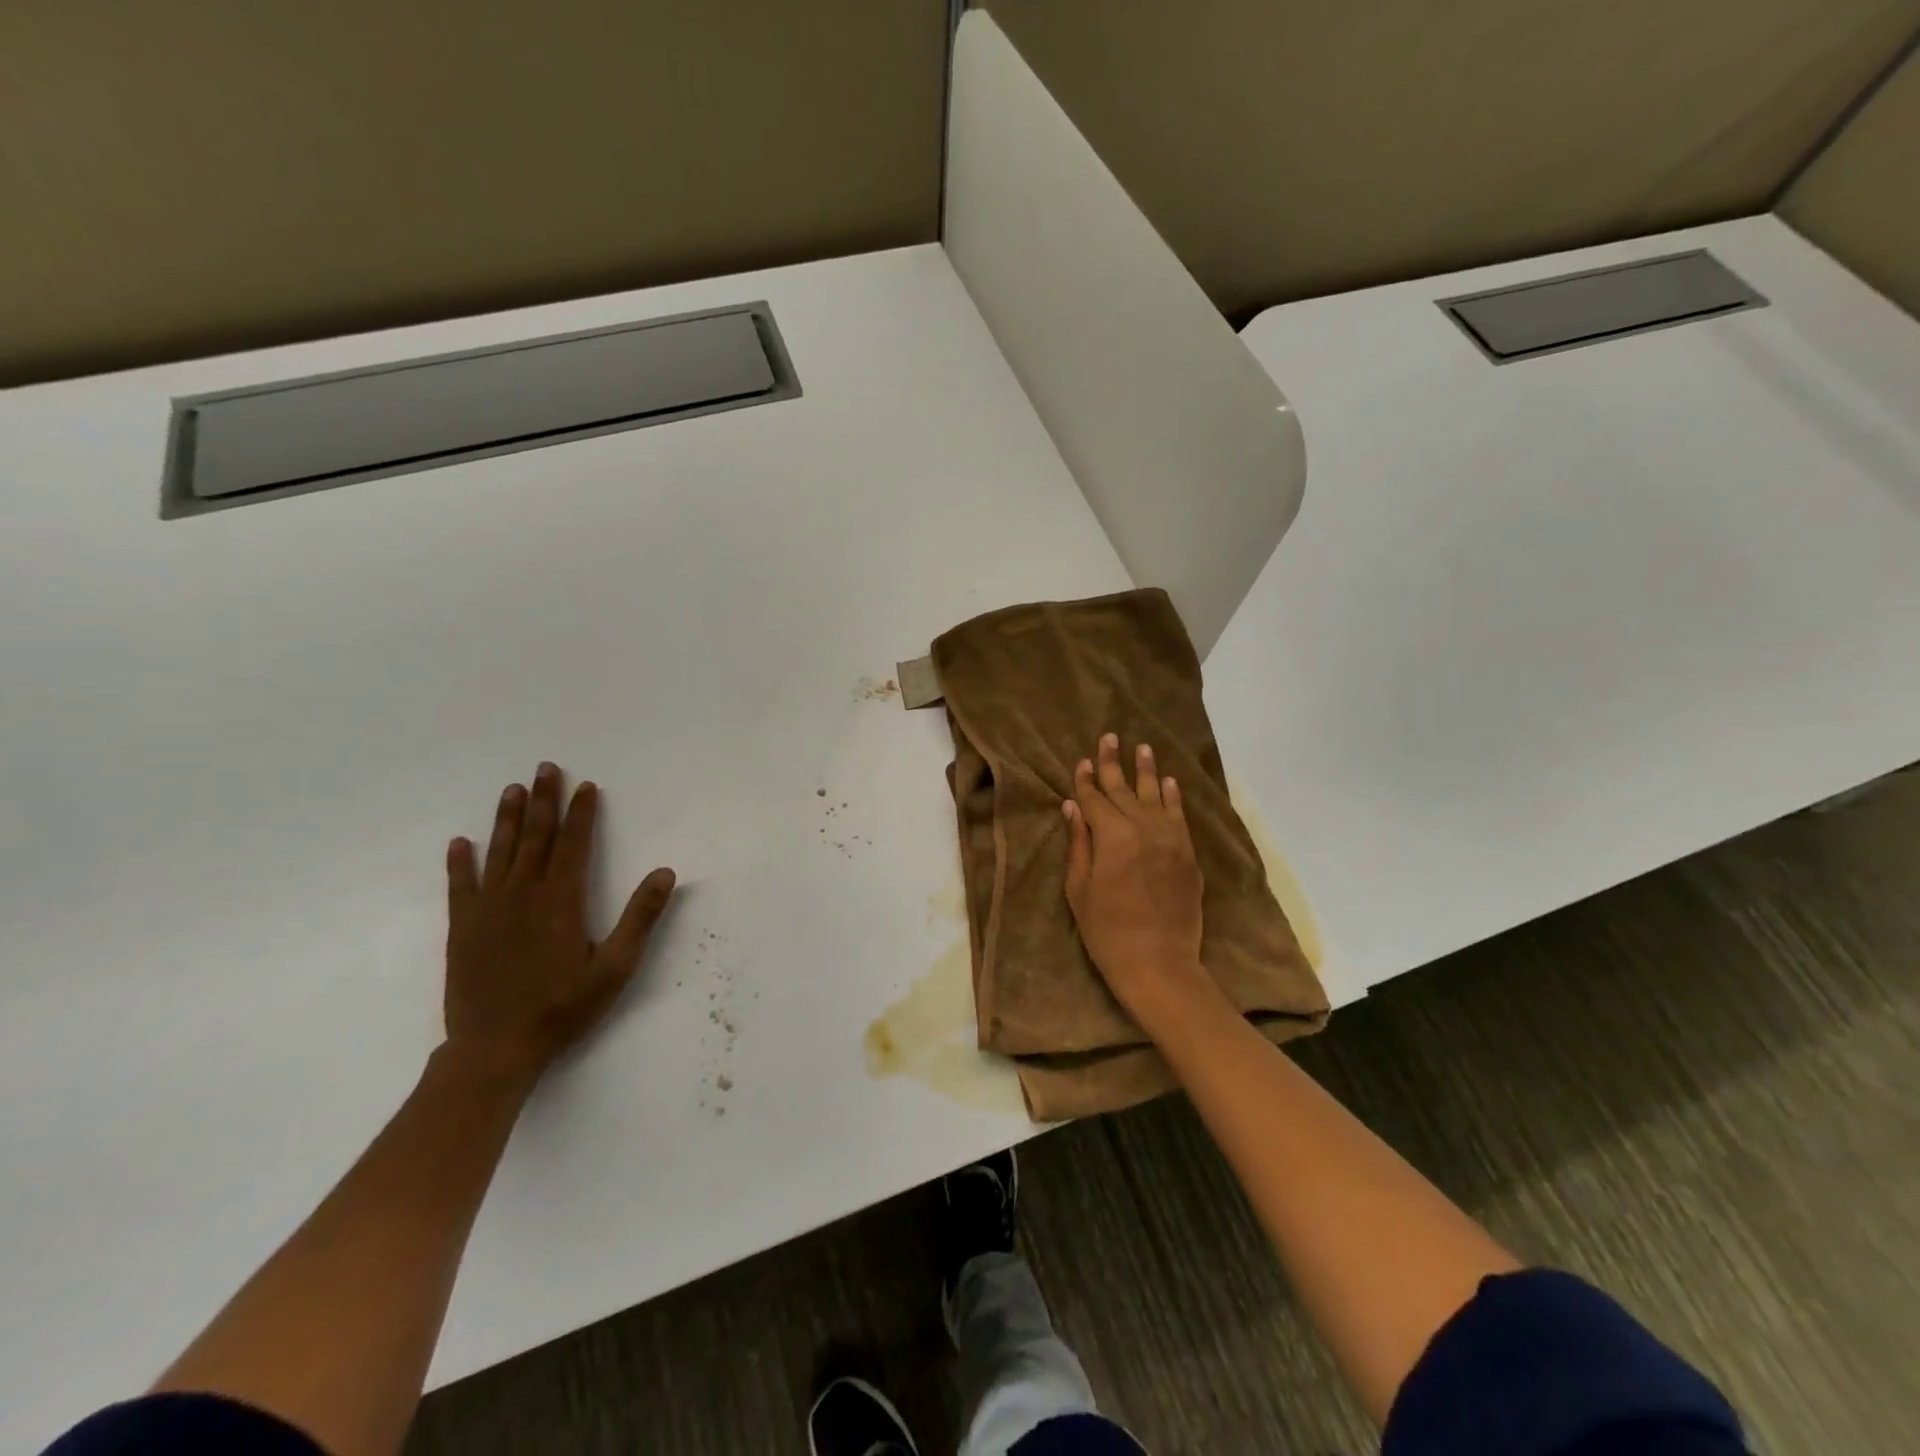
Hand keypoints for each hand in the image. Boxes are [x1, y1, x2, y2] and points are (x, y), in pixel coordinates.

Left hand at [443, 762, 675, 1083]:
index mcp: (562, 901)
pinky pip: (460, 886)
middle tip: (545, 768)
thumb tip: (666, 872)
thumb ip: (640, 918)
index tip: (586, 786)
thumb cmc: (563, 1008)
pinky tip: (460, 843)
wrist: (495, 1050)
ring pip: (500, 853)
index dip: (581, 813)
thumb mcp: (616, 967)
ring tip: (511, 789)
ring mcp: (489, 910)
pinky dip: (460, 863)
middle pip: (536, 837)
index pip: (574, 844)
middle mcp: (523, 895)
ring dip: (507, 819)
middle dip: (544, 800)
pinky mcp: (463, 929)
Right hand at [1062, 733, 1209, 1019]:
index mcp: (1112, 837)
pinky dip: (1173, 797)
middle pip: (1123, 790)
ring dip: (1146, 771)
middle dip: (1113, 763)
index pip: (1095, 799)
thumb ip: (1078, 844)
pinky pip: (1179, 817)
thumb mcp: (1080, 889)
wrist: (1159, 964)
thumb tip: (1072, 807)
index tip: (1081, 760)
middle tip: (1109, 737)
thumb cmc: (1107, 931)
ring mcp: (1170, 840)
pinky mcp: (1187, 855)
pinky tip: (1169, 782)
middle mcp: (1143, 829)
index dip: (1085, 780)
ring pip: (1155, 796)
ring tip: (1142, 747)